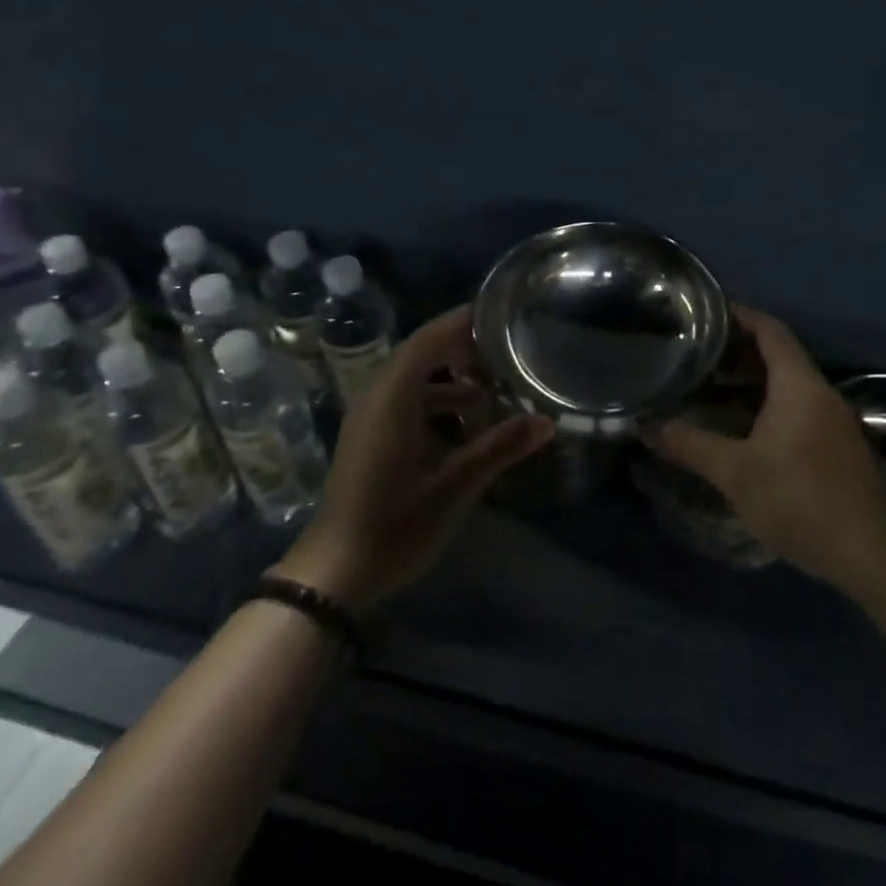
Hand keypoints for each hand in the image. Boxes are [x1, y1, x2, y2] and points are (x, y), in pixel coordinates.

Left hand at [278, 306, 552, 612]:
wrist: (337, 570)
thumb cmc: (397, 522)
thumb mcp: (457, 484)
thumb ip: (502, 446)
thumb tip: (548, 422)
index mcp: (394, 395)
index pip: (431, 337)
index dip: (464, 322)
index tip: (503, 316)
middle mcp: (377, 394)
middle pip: (423, 353)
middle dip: (464, 350)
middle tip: (507, 353)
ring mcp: (370, 416)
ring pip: (415, 379)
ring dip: (453, 379)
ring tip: (495, 390)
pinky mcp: (369, 436)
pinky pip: (407, 401)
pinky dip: (437, 401)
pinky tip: (468, 424)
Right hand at [649, 307, 885, 590]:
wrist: (873, 555)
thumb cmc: (801, 499)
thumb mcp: (735, 473)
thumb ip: (689, 444)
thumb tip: (643, 425)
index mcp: (799, 385)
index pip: (769, 330)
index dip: (739, 315)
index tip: (703, 312)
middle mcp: (819, 393)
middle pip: (777, 355)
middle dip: (736, 352)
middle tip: (693, 355)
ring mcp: (833, 421)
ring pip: (786, 387)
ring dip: (749, 384)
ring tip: (707, 390)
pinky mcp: (837, 448)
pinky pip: (796, 410)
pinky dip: (765, 408)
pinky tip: (739, 430)